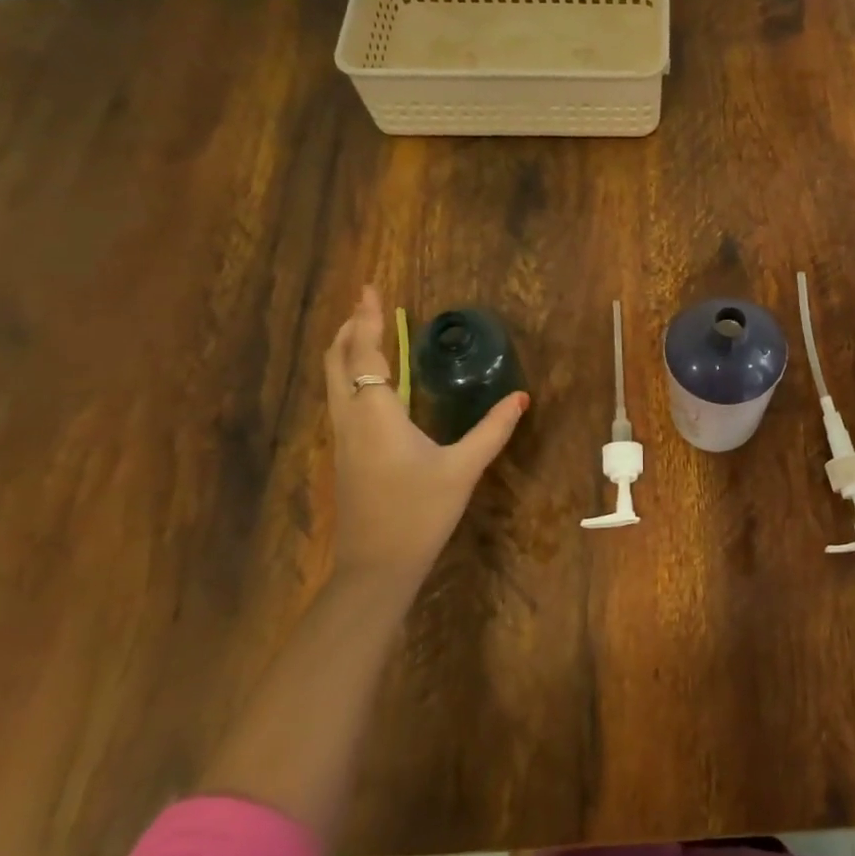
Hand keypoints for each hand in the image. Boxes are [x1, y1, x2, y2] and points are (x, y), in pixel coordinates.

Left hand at [321, 284, 527, 598]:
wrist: (377, 567)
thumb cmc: (419, 513)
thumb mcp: (463, 469)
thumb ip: (492, 430)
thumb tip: (521, 398)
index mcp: (376, 415)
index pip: (364, 354)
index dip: (366, 320)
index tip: (369, 289)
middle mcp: (351, 420)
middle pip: (337, 362)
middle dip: (348, 329)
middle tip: (366, 304)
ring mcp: (343, 439)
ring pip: (333, 381)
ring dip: (346, 350)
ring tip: (365, 331)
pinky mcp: (345, 455)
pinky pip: (341, 399)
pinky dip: (350, 374)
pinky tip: (371, 380)